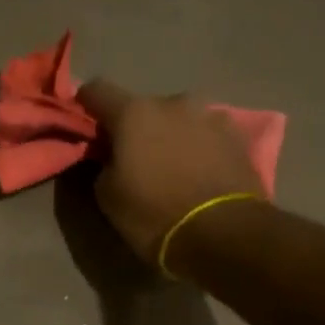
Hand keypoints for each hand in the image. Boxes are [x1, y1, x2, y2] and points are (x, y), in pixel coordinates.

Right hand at [76, 78, 266, 270]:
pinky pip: (206, 134)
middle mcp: (174, 103)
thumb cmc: (153, 214)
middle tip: (133, 156)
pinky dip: (197, 146)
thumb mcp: (107, 194)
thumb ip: (104, 162)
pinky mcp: (238, 137)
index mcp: (134, 113)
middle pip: (143, 106)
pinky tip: (198, 172)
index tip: (85, 124)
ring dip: (170, 134)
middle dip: (135, 126)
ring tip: (171, 165)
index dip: (86, 104)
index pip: (97, 89)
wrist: (224, 235)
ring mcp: (211, 116)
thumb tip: (112, 154)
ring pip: (178, 118)